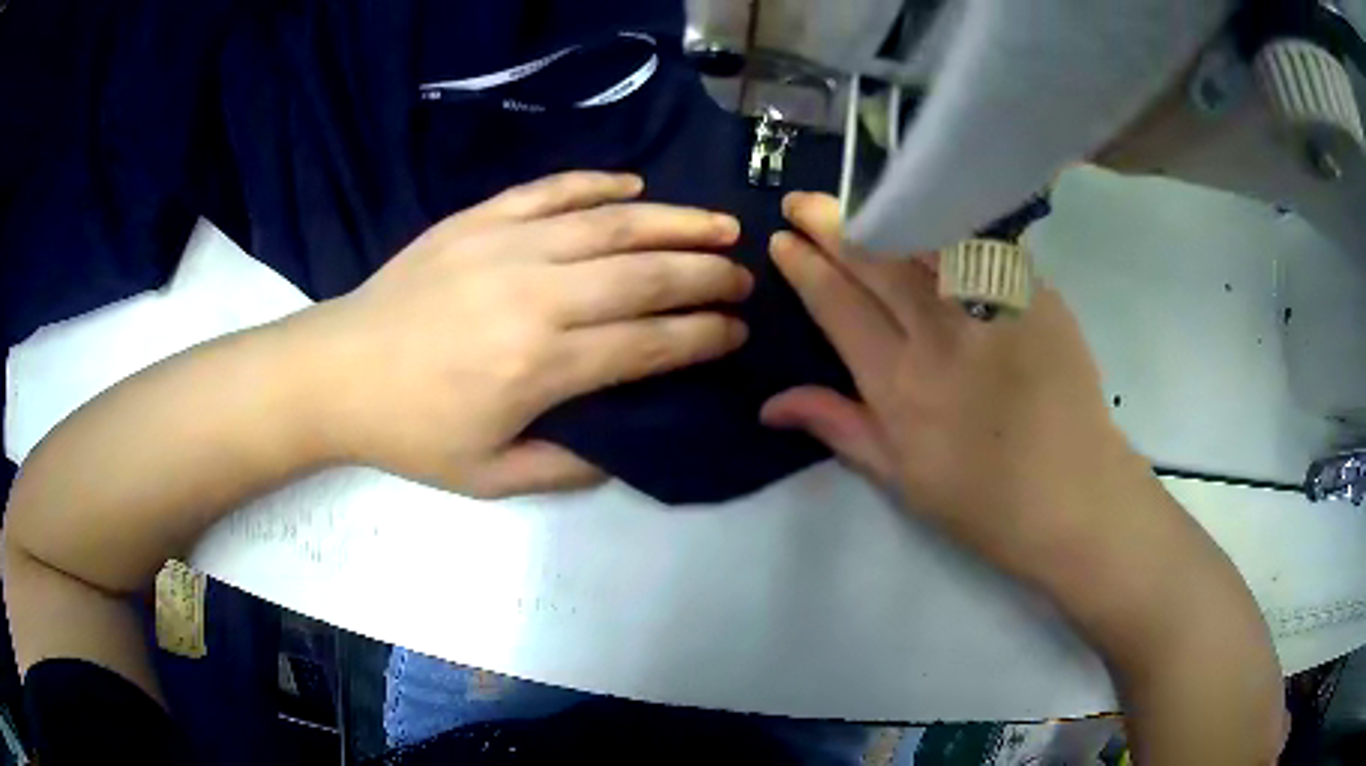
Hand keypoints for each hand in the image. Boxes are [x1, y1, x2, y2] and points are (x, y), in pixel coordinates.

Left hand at [296, 172, 751, 496]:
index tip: (737, 329)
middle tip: (743, 274)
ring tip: (719, 222)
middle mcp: (536, 297)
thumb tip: (623, 447)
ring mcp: (505, 247)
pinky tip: (632, 185)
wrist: (336, 373)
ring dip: (674, 221)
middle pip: (644, 276)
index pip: (648, 343)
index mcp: (541, 368)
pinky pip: (550, 191)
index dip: (702, 335)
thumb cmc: (411, 432)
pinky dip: (596, 184)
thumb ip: (566, 467)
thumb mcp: (489, 478)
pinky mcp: (478, 220)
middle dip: (706, 273)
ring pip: (610, 224)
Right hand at [760, 192, 1152, 578]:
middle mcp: (940, 334)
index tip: (783, 240)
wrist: (1074, 495)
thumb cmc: (983, 500)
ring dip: (881, 211)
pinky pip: (981, 243)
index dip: (805, 267)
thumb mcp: (900, 478)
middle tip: (803, 202)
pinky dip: (945, 222)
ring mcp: (992, 306)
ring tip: (855, 197)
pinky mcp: (1034, 293)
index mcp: (900, 385)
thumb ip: (838, 427)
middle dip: (830, 223)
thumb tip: (769, 404)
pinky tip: (927, 208)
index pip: (837, 305)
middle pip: (875, 259)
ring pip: (924, 239)